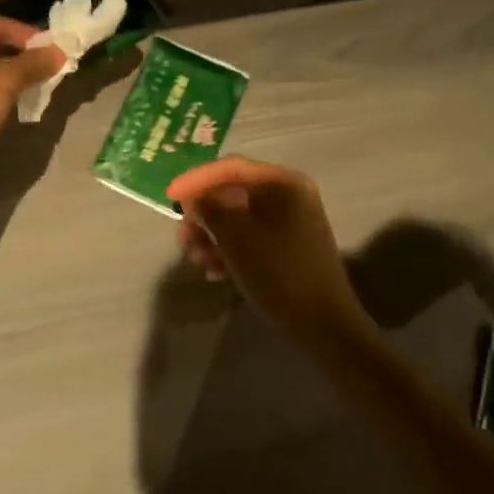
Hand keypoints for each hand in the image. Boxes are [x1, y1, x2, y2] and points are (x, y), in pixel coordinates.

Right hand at [166, 157, 372, 348]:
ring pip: (240, 217)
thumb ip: (209, 208)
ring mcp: (292, 220)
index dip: (196, 180)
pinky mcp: (290, 245)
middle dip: (204, 214)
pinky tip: (215, 271)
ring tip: (197, 260)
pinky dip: (230, 247)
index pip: (230, 168)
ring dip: (213, 234)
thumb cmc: (278, 273)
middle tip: (183, 239)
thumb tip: (194, 198)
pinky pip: (252, 235)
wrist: (324, 325)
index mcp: (282, 182)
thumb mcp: (235, 237)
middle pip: (233, 192)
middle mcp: (289, 193)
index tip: (169, 197)